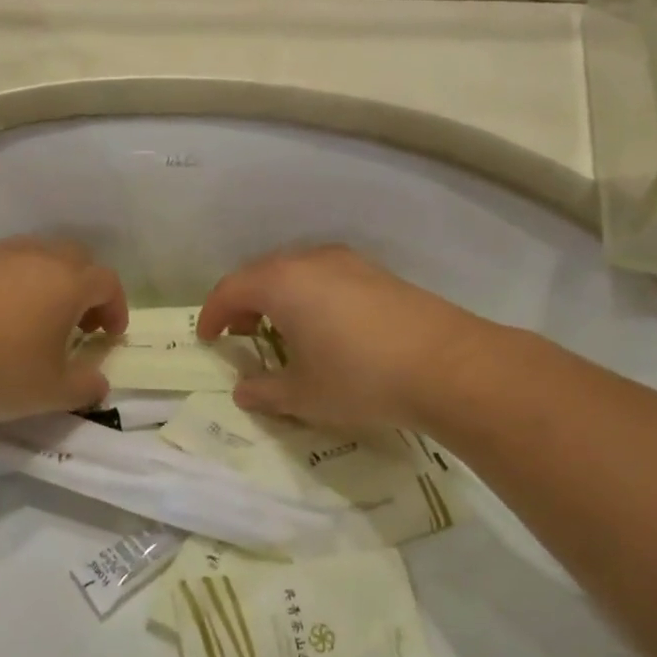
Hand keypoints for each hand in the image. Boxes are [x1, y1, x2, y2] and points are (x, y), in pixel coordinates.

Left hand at [0, 237, 127, 418]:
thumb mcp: (48, 392)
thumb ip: (84, 387)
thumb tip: (99, 382)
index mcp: (67, 283)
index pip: (107, 282)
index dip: (116, 307)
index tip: (109, 335)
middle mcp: (36, 257)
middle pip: (75, 259)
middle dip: (85, 289)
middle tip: (78, 323)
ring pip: (35, 258)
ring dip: (46, 285)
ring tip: (34, 322)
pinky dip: (9, 286)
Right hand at [197, 246, 479, 428]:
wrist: (448, 365)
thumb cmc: (360, 378)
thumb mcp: (304, 394)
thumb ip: (265, 391)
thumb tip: (243, 391)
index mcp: (282, 283)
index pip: (230, 289)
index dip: (212, 314)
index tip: (207, 339)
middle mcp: (311, 261)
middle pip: (262, 274)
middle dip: (244, 304)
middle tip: (241, 335)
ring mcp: (349, 263)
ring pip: (297, 273)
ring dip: (278, 299)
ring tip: (282, 333)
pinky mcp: (378, 274)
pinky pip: (327, 278)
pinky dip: (310, 297)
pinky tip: (325, 329)